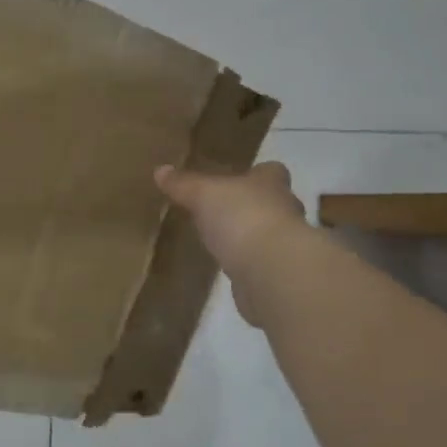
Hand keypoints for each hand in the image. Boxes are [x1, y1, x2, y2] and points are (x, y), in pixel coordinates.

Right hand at [155, 161, 305, 326]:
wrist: (271, 272)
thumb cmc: (241, 218)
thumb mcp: (203, 195)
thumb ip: (184, 184)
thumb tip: (161, 170)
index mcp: (271, 185)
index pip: (271, 172)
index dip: (257, 173)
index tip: (240, 178)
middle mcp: (284, 211)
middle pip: (272, 203)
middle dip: (253, 206)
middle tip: (225, 210)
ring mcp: (285, 246)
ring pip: (268, 234)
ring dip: (250, 237)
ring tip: (223, 240)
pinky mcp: (278, 275)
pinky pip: (261, 264)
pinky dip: (248, 265)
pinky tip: (229, 268)